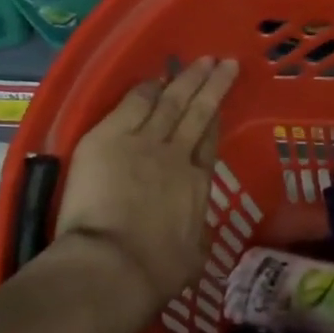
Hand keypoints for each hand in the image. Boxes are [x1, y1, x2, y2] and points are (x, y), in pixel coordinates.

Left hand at [39, 56, 239, 332]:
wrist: (115, 265)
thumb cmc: (157, 271)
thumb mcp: (193, 256)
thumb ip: (195, 238)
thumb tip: (195, 238)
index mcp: (198, 184)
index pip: (209, 142)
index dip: (216, 119)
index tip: (220, 104)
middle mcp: (177, 156)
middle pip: (198, 112)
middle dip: (213, 85)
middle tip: (225, 62)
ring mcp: (144, 142)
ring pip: (171, 100)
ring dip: (186, 78)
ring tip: (198, 61)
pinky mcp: (109, 138)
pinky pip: (132, 104)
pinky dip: (145, 89)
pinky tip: (153, 78)